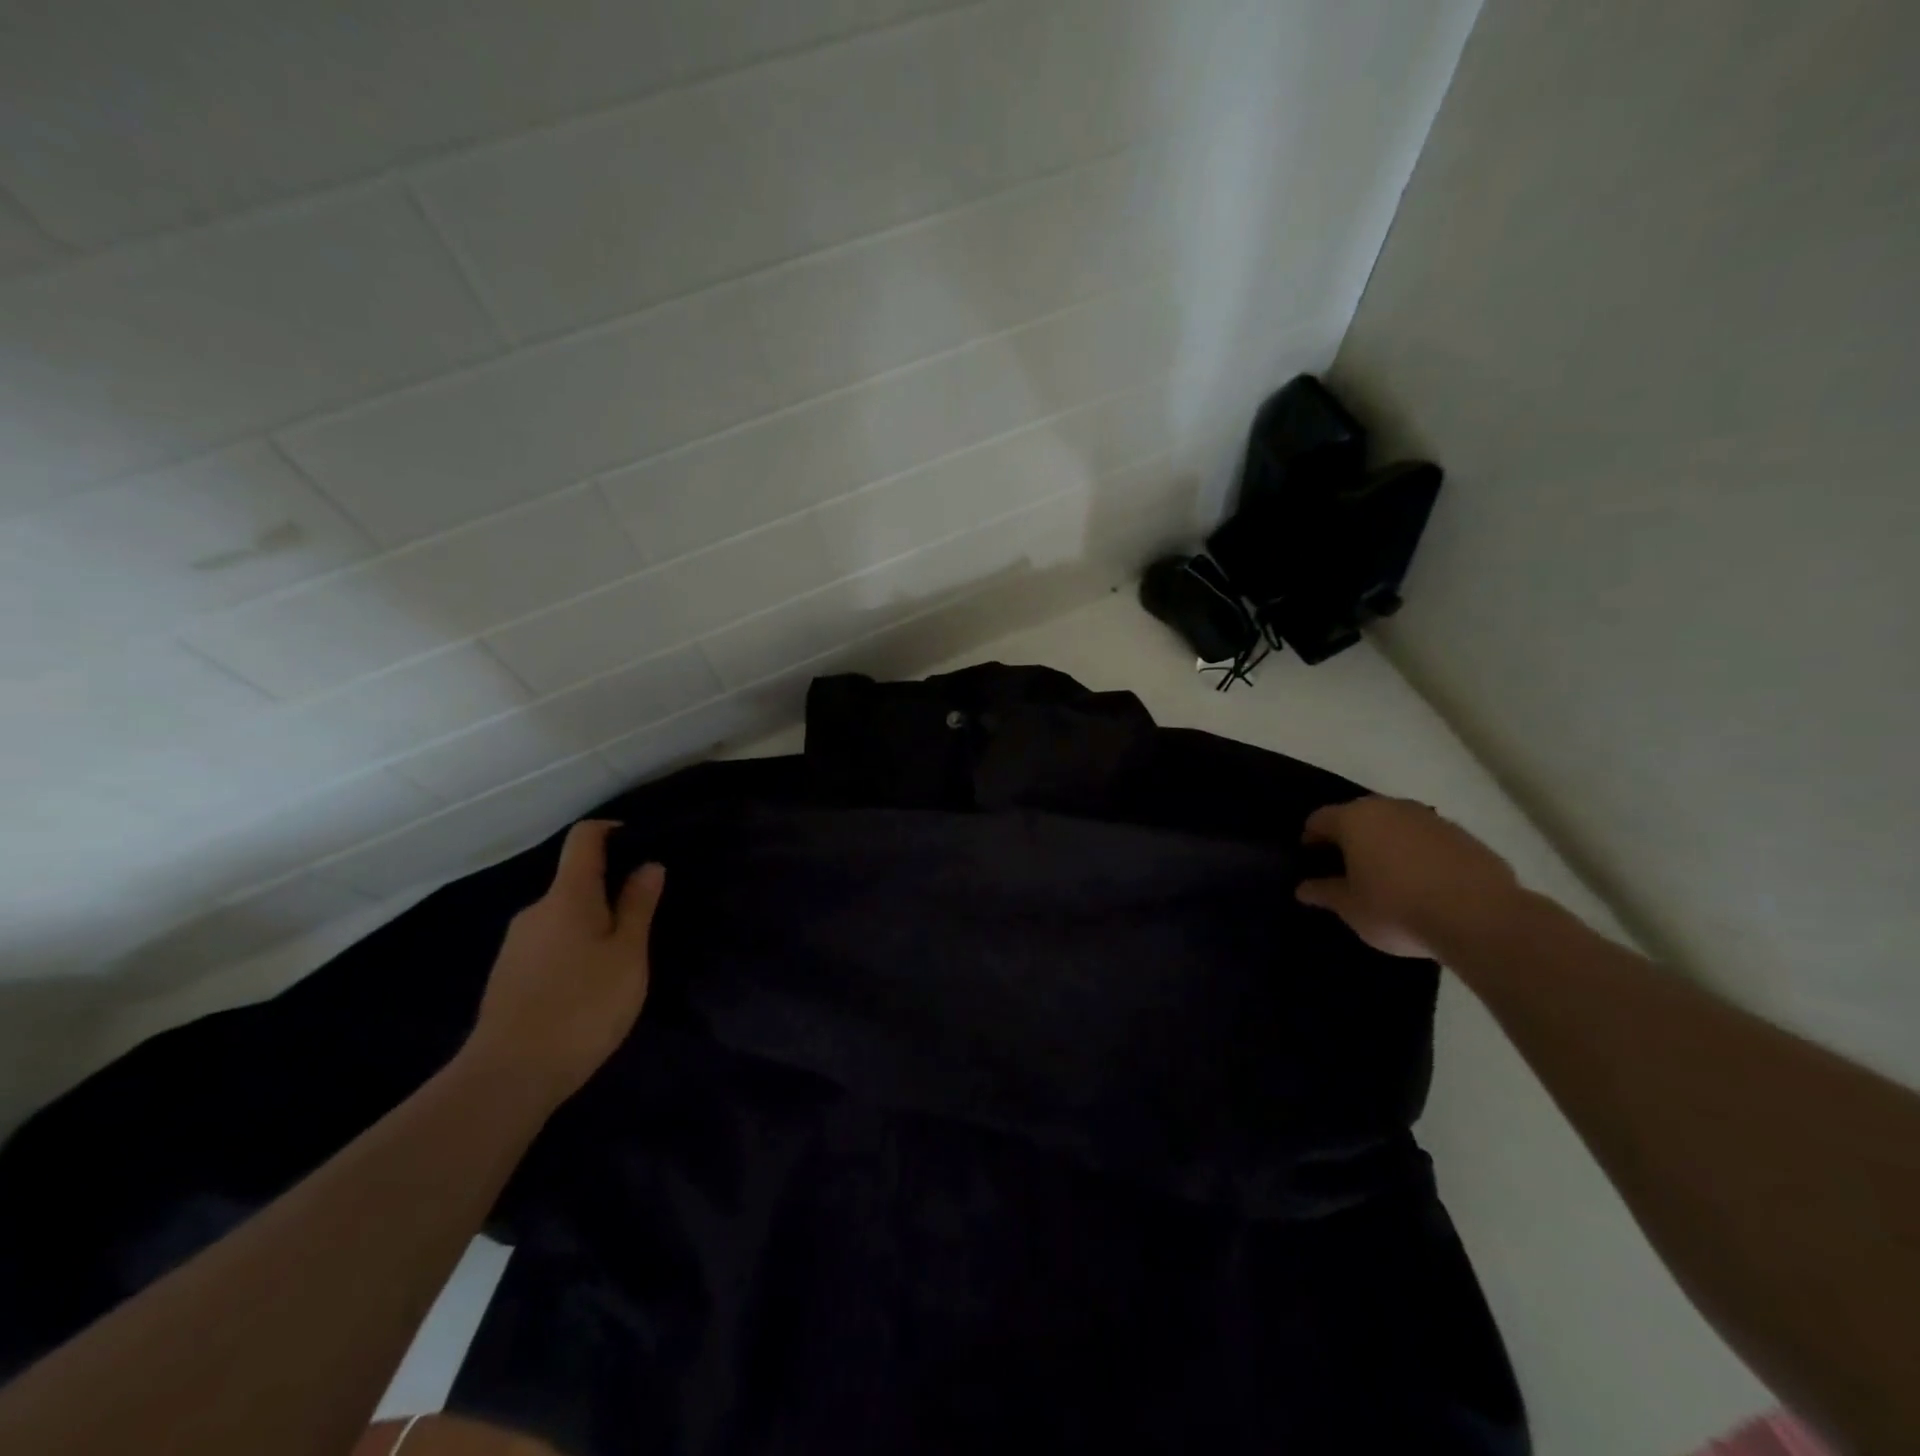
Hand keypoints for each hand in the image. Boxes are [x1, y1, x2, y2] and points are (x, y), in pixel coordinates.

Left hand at [466, 820, 664, 1102]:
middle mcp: (536, 910)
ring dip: (593, 926)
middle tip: (645, 922)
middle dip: (610, 891)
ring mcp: (517, 944)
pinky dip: (574, 951)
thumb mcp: (627, 954)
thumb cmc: (583, 1005)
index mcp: (568, 896)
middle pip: (576, 882)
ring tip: (621, 961)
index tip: (641, 842)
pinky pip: (550, 945)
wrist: (508, 1076)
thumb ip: (638, 906)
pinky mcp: (508, 976)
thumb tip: (648, 865)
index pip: (584, 839)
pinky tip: (589, 988)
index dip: (611, 830)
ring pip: (564, 918)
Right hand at [1296, 796, 1520, 959]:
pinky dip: (1419, 854)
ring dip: (1387, 844)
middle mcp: (1391, 808)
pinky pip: (1429, 839)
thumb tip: (1304, 888)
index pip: (1319, 819)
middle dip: (1350, 838)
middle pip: (1359, 816)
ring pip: (1397, 825)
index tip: (1311, 861)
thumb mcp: (1350, 908)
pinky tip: (1425, 884)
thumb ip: (1324, 893)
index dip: (1311, 839)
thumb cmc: (1397, 908)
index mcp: (1355, 820)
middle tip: (1347, 869)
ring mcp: (1431, 819)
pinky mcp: (1464, 836)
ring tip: (1388, 877)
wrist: (1481, 918)